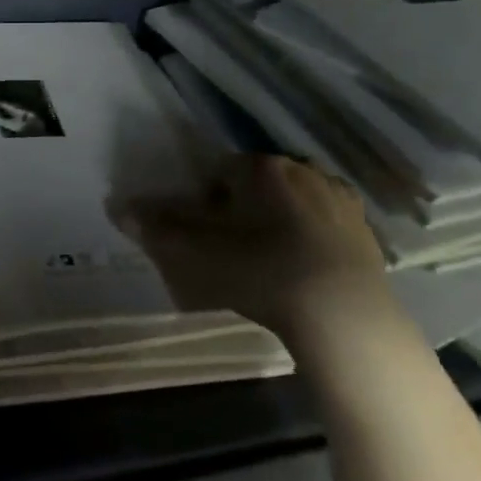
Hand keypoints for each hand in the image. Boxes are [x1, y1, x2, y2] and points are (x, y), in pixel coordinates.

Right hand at [114, 154, 396, 348]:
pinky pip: (324, 220)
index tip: (204, 232)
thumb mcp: (196, 254)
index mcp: (259, 167)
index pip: (219, 170)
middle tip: (232, 245)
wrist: (342, 313)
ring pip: (292, 198)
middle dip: (242, 205)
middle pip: (257, 181)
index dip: (205, 200)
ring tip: (267, 256)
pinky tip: (302, 265)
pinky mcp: (364, 226)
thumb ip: (156, 229)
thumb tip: (116, 207)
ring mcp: (338, 196)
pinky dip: (309, 233)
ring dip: (277, 217)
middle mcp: (301, 169)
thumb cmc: (260, 272)